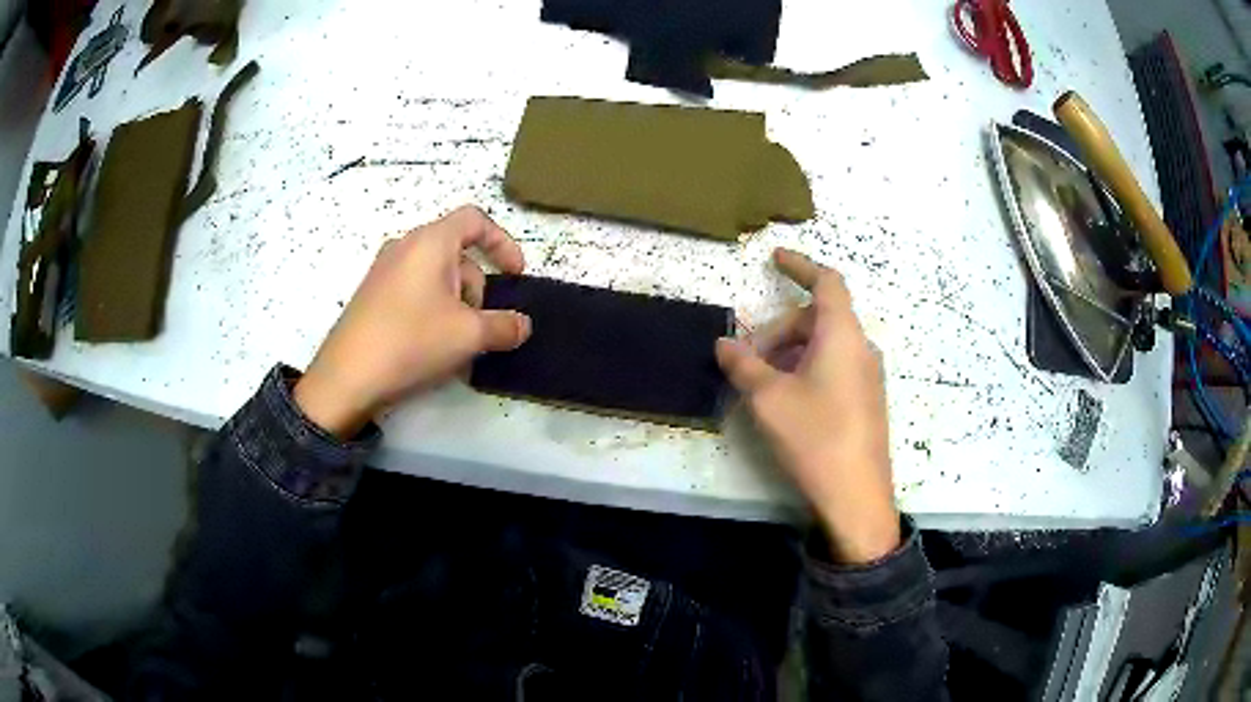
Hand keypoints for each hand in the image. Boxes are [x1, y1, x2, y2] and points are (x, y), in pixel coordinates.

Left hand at [294, 206, 530, 437]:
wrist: (346, 378)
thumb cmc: (411, 341)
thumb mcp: (469, 335)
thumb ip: (505, 326)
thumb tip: (523, 325)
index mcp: (430, 241)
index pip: (475, 220)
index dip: (503, 242)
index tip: (515, 275)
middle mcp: (405, 246)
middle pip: (457, 253)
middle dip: (477, 288)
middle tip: (480, 327)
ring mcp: (385, 271)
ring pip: (436, 276)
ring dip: (457, 304)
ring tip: (456, 344)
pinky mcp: (373, 295)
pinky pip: (415, 291)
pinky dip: (434, 310)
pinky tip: (431, 347)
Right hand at [716, 249, 898, 563]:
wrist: (856, 495)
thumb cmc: (815, 436)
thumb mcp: (769, 399)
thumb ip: (744, 364)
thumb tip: (723, 343)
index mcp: (842, 334)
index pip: (826, 282)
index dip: (800, 266)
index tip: (774, 259)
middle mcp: (861, 347)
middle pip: (819, 318)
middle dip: (781, 329)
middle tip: (749, 358)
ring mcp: (868, 375)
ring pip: (826, 345)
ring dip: (792, 351)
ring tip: (764, 382)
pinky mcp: (867, 400)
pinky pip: (836, 366)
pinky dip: (808, 368)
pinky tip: (788, 400)